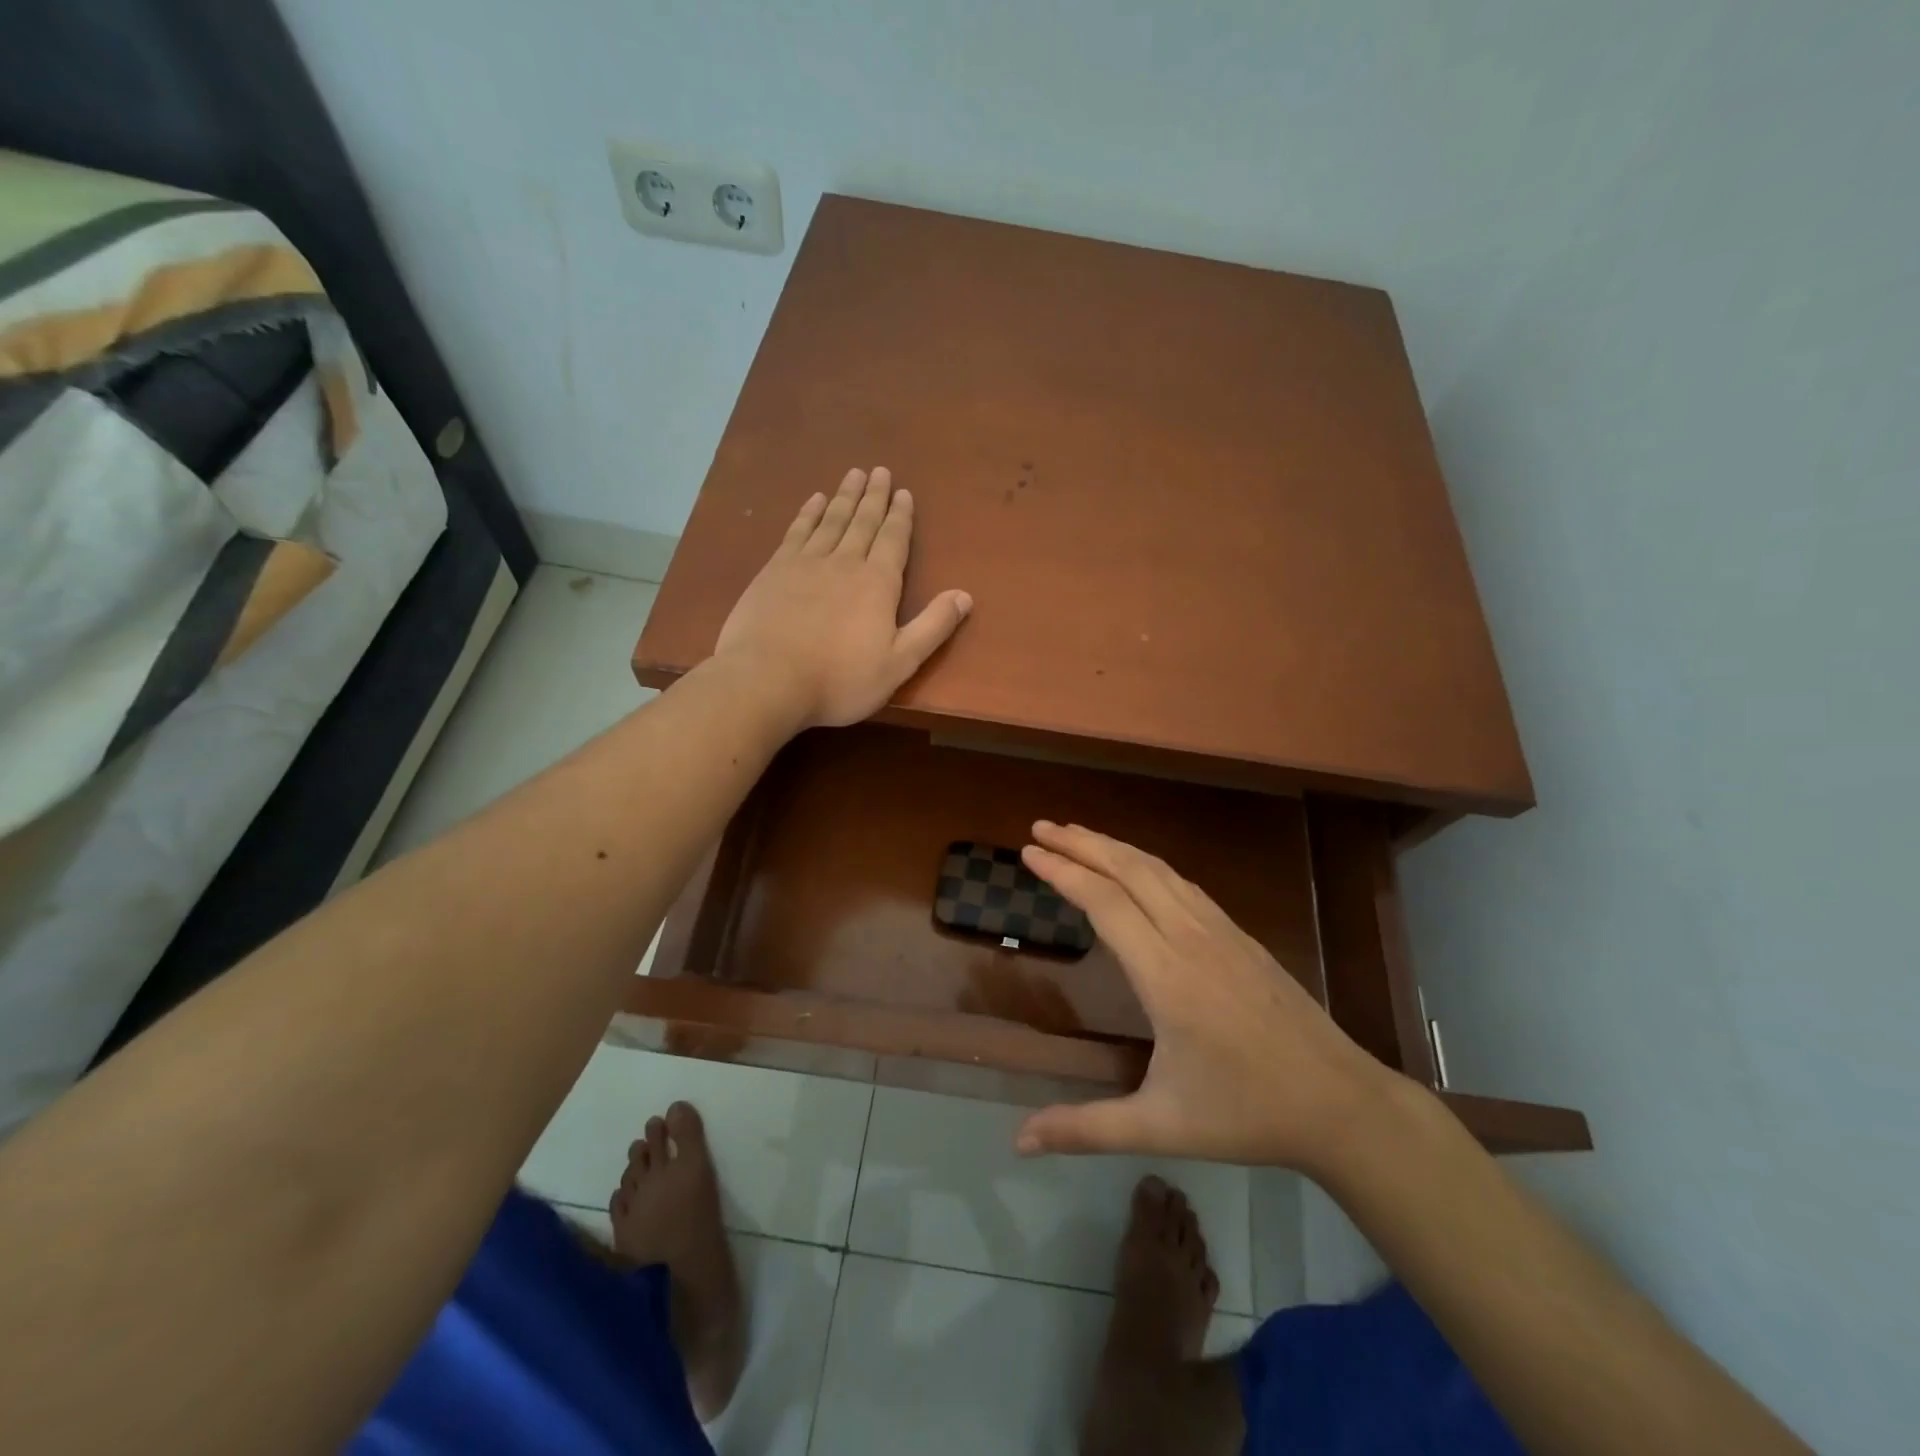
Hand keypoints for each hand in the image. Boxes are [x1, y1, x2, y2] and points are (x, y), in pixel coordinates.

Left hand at [713, 468, 972, 729]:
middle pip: (863, 521)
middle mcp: (845, 562)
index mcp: (878, 584)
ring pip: (831, 520)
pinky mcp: (774, 570)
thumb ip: (932, 627)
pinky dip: (808, 513)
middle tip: (880, 471)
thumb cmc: (840, 680)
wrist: (768, 680)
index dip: (900, 516)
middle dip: (874, 497)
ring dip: (844, 496)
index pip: (894, 540)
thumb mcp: (899, 663)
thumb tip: (965, 596)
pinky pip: (797, 531)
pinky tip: (814, 500)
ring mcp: (806, 563)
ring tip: (854, 474)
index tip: (904, 492)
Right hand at [1015, 822, 1395, 1172]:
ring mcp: (1220, 932)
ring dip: (1114, 847)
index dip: (1063, 872)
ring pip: (1158, 870)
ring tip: (1078, 836)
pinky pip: (1183, 884)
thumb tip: (1019, 1142)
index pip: (1104, 903)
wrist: (1341, 1104)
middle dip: (1082, 843)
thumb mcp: (1160, 1126)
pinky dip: (1147, 864)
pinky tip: (1137, 869)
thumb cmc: (1246, 1114)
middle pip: (1129, 870)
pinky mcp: (1240, 936)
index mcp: (1166, 975)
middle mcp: (1191, 938)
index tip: (1029, 850)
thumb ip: (1085, 1129)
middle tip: (1042, 827)